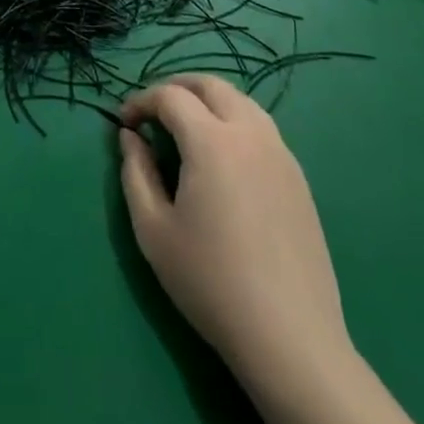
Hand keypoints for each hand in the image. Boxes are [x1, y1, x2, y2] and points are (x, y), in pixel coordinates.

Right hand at [118, 75, 350, 380]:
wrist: (290, 339)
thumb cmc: (211, 282)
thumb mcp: (153, 229)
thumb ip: (135, 172)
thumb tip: (131, 137)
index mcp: (211, 141)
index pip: (170, 95)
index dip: (141, 100)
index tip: (125, 123)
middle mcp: (250, 133)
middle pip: (211, 84)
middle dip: (176, 88)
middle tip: (153, 112)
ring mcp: (281, 154)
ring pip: (241, 102)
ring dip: (209, 101)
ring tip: (187, 128)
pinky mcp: (299, 178)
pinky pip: (262, 129)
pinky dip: (234, 123)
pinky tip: (223, 159)